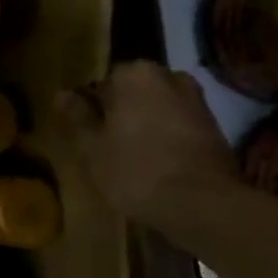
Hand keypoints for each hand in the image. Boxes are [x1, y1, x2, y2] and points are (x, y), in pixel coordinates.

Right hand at [58, 62, 241, 229]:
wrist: (202, 203)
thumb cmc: (135, 170)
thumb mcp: (92, 147)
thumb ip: (78, 116)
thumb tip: (63, 94)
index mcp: (134, 74)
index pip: (102, 82)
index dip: (92, 108)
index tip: (87, 132)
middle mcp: (169, 76)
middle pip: (133, 93)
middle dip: (121, 113)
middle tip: (107, 145)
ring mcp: (196, 100)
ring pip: (157, 108)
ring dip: (145, 125)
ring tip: (132, 157)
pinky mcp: (214, 126)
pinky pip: (178, 125)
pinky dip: (167, 138)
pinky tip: (158, 164)